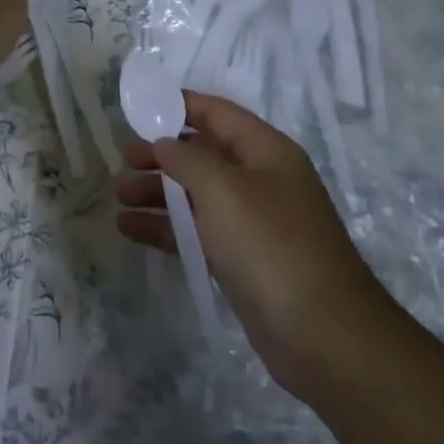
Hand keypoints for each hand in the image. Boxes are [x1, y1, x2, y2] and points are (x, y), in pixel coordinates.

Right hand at [115, 91, 394, 398]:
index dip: (179, 105)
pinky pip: (196, 232)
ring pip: (196, 195)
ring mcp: (252, 223)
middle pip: (203, 154)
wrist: (324, 337)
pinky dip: (165, 228)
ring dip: (158, 193)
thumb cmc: (270, 246)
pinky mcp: (241, 261)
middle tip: (124, 160)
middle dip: (162, 155)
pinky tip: (129, 229)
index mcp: (265, 152)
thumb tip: (164, 143)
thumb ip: (187, 158)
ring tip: (119, 197)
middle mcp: (260, 181)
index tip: (139, 109)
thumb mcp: (223, 190)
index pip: (217, 113)